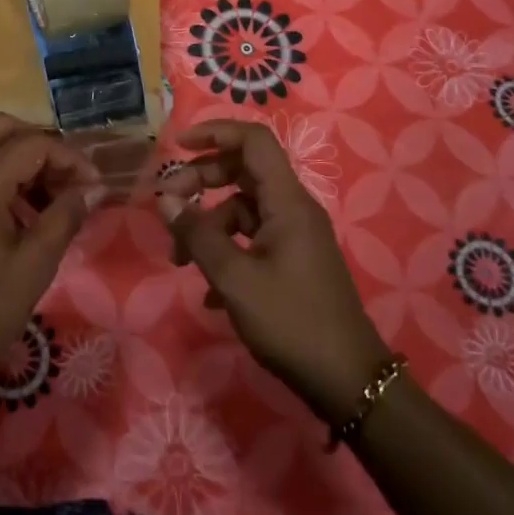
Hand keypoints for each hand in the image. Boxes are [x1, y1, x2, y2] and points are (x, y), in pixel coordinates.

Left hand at [0, 114, 103, 406]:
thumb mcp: (33, 267)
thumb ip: (65, 217)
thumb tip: (93, 188)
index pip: (31, 144)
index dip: (69, 158)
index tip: (93, 186)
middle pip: (1, 128)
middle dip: (41, 146)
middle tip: (66, 180)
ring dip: (20, 161)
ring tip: (49, 203)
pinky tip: (19, 219)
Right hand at [157, 120, 390, 425]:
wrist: (348, 381)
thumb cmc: (291, 321)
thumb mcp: (234, 278)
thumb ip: (197, 234)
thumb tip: (165, 199)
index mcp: (287, 201)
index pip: (253, 141)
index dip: (215, 133)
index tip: (178, 146)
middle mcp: (293, 209)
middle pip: (243, 171)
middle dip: (201, 181)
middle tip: (168, 204)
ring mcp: (295, 236)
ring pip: (243, 209)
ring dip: (208, 225)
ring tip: (179, 259)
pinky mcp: (293, 262)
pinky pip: (252, 239)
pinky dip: (226, 251)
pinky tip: (208, 291)